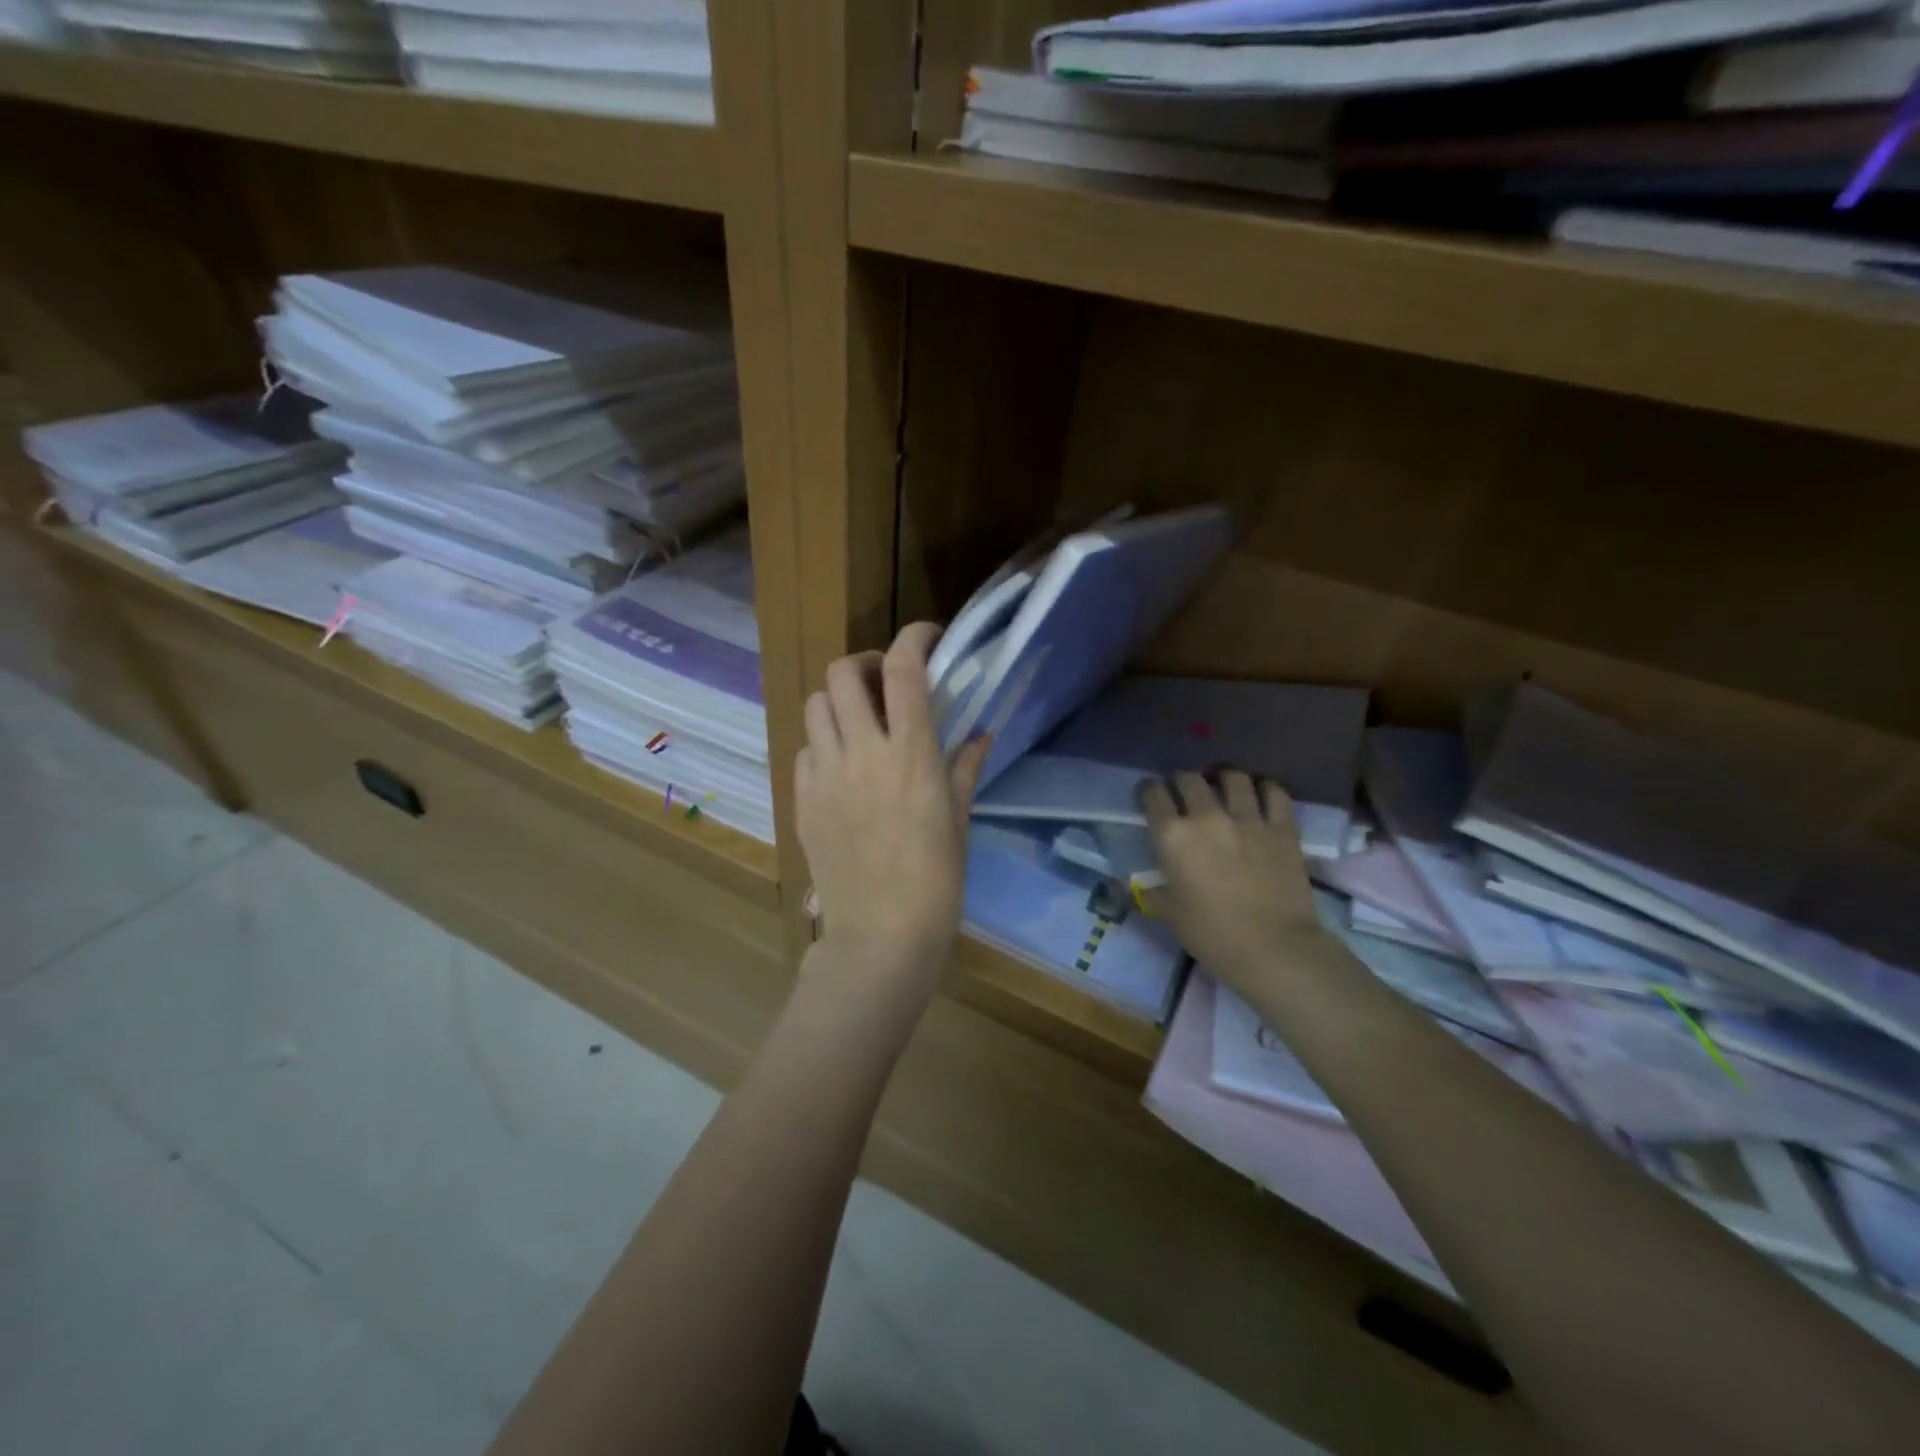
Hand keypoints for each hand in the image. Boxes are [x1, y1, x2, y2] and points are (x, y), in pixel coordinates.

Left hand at [796, 622, 990, 985]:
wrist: (881, 938)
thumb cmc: (936, 882)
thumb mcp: (959, 820)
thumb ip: (965, 767)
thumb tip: (980, 732)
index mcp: (910, 755)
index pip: (904, 668)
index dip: (914, 636)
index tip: (927, 637)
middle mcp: (861, 753)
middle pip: (842, 672)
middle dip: (865, 664)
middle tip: (885, 684)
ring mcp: (824, 775)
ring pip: (815, 704)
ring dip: (838, 700)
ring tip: (859, 723)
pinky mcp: (801, 800)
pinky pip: (804, 749)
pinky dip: (822, 743)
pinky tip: (841, 767)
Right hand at [1141, 770, 1323, 992]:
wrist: (1273, 949)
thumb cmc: (1212, 935)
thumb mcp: (1169, 913)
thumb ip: (1150, 891)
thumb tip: (1129, 887)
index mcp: (1173, 837)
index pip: (1153, 795)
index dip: (1148, 791)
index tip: (1149, 796)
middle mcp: (1207, 817)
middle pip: (1190, 778)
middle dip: (1182, 780)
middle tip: (1184, 791)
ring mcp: (1248, 819)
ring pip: (1234, 777)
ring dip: (1224, 777)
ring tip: (1223, 785)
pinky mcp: (1282, 828)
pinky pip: (1274, 792)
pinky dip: (1265, 788)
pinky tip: (1260, 795)